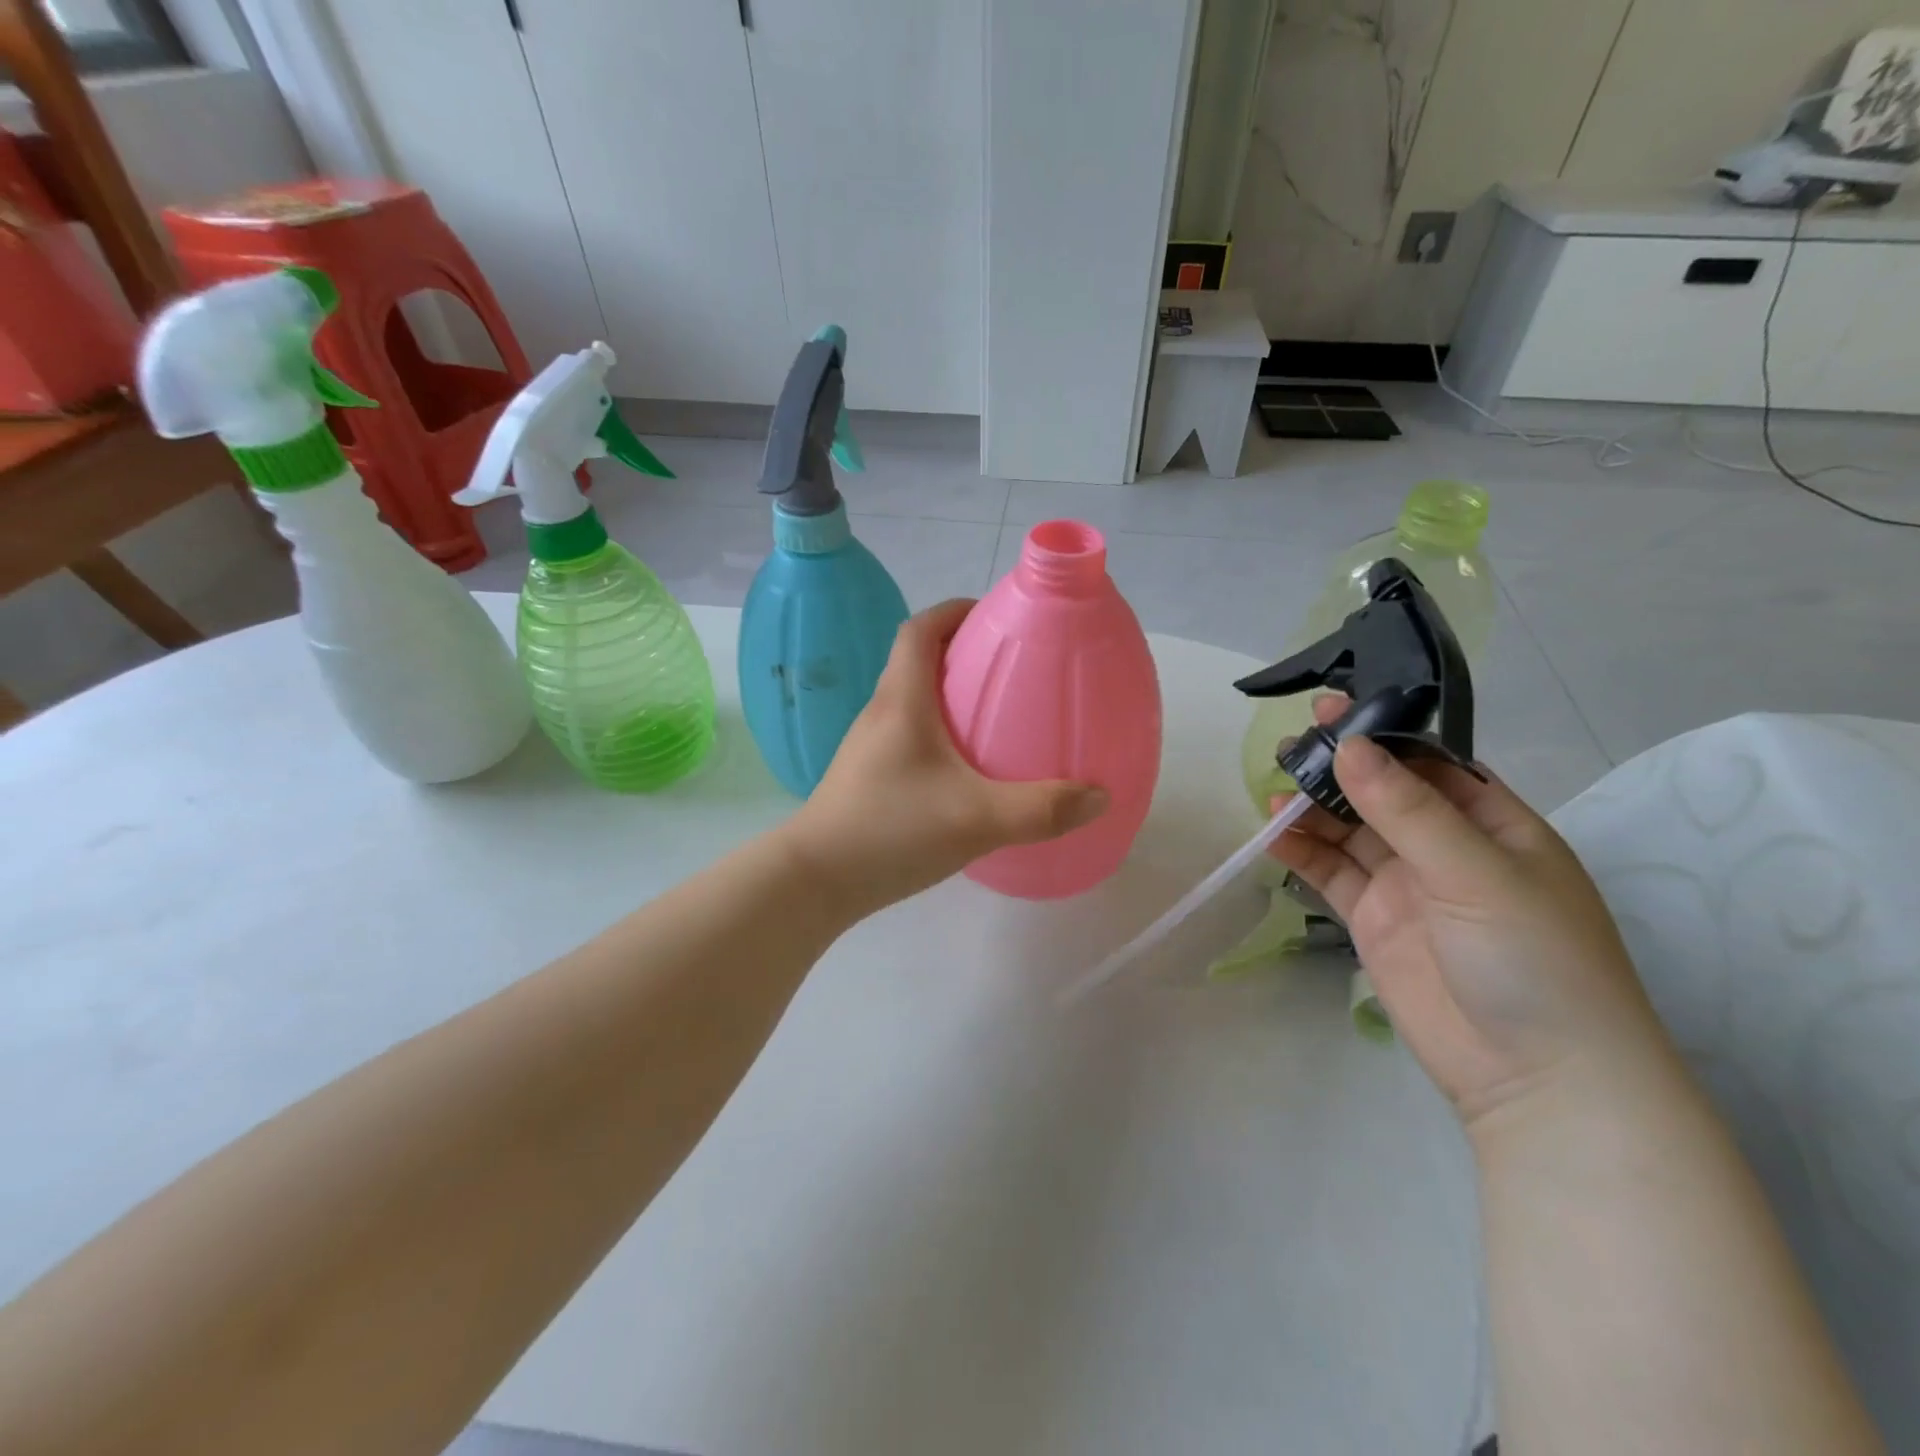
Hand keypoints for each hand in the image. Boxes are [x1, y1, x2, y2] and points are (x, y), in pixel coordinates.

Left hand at [783, 599, 1107, 917]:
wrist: (814, 881)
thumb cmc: (890, 831)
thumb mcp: (976, 819)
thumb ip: (1042, 809)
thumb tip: (1099, 796)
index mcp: (901, 700)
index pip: (920, 630)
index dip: (955, 611)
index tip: (996, 616)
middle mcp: (881, 713)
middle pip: (918, 661)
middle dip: (964, 653)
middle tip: (1014, 668)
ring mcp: (870, 747)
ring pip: (914, 701)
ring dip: (952, 695)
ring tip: (998, 715)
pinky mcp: (870, 777)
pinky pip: (910, 736)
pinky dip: (941, 734)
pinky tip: (969, 771)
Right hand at [1270, 697, 1675, 1129]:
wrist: (1536, 1079)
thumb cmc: (1534, 960)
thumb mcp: (1477, 873)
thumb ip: (1408, 810)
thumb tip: (1349, 746)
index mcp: (1493, 825)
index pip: (1430, 764)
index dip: (1382, 736)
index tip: (1333, 710)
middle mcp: (1446, 847)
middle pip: (1381, 792)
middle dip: (1339, 768)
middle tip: (1292, 744)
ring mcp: (1406, 884)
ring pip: (1349, 830)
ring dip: (1313, 808)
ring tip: (1274, 787)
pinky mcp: (1372, 920)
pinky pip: (1330, 872)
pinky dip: (1300, 851)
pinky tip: (1272, 833)